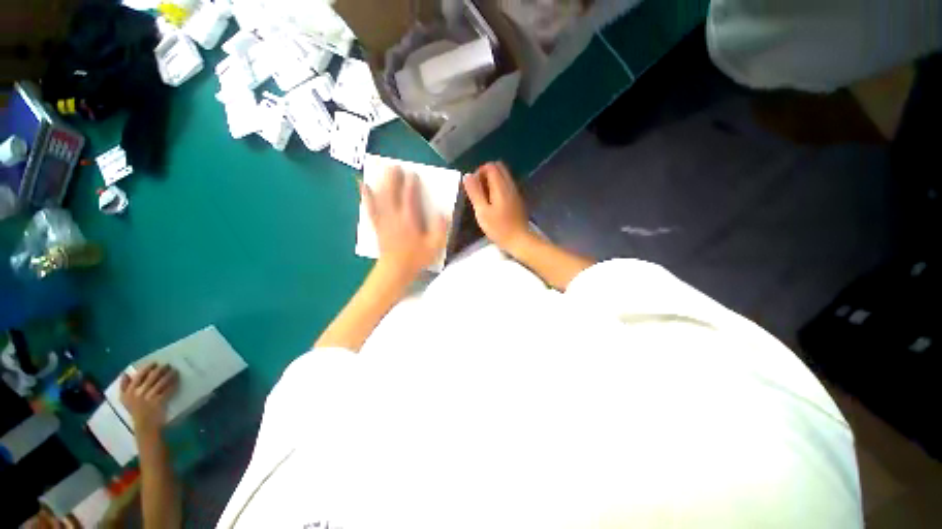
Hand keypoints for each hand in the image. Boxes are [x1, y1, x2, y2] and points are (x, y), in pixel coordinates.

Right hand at [120, 363, 178, 435]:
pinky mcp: (159, 402)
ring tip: (175, 371)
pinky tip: (178, 380)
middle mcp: (138, 394)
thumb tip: (125, 373)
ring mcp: (149, 398)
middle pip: (152, 377)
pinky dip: (174, 384)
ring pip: (161, 382)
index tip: (155, 363)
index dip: (148, 367)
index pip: (139, 376)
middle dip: (161, 369)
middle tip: (168, 365)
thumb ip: (124, 386)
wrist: (144, 427)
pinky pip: (168, 390)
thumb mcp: (125, 399)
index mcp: (129, 392)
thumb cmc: (135, 411)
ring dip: (169, 375)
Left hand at [361, 166, 447, 277]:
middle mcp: (395, 217)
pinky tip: (362, 186)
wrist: (395, 270)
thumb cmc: (416, 258)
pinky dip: (366, 196)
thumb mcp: (434, 246)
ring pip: (380, 197)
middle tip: (395, 166)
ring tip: (379, 169)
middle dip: (393, 179)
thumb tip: (443, 213)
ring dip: (380, 183)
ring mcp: (384, 220)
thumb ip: (440, 229)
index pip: (409, 198)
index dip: (411, 185)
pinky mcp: (377, 225)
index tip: (413, 174)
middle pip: (392, 194)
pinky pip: (370, 207)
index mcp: (409, 220)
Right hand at [463, 161, 530, 252]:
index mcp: (501, 186)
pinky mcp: (517, 200)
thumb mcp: (482, 211)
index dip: (479, 172)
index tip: (473, 187)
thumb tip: (467, 175)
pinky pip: (506, 185)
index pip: (490, 166)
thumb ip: (475, 192)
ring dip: (491, 181)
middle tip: (478, 190)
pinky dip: (497, 188)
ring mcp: (515, 192)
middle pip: (498, 168)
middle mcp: (510, 185)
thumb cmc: (499, 228)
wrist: (519, 240)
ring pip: (503, 177)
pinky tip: (492, 203)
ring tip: (483, 198)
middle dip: (485, 174)